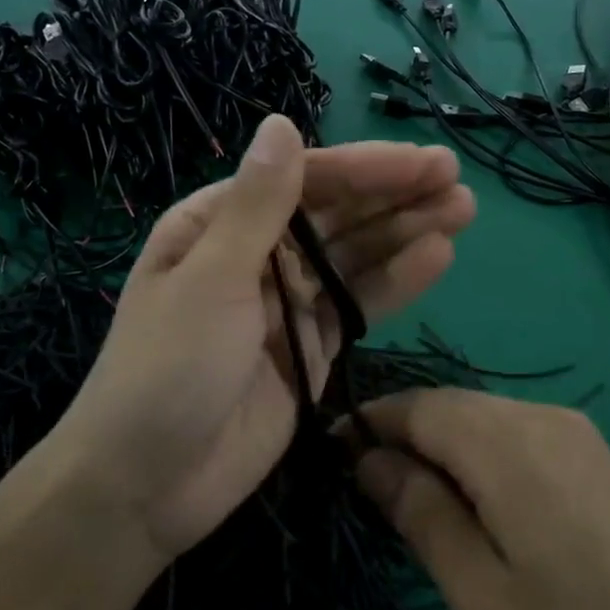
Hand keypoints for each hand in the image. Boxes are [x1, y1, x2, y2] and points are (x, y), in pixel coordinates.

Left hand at [46, 115, 474, 563]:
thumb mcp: (210, 279)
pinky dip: (395, 281)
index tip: (418, 163)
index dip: (362, 169)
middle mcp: (257, 252)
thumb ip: (257, 205)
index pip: (301, 182)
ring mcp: (288, 301)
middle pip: (334, 214)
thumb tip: (281, 122)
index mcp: (219, 223)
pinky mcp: (312, 346)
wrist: (146, 487)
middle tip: (455, 177)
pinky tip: (436, 256)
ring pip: (354, 256)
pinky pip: (358, 304)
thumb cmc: (166, 370)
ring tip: (462, 208)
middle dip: (393, 194)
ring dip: (405, 230)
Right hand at [355, 389, 609, 609]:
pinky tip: (476, 509)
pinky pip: (518, 438)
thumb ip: (420, 513)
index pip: (416, 405)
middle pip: (450, 406)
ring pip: (483, 420)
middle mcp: (543, 416)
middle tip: (367, 495)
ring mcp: (578, 436)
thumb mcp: (482, 598)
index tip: (330, 459)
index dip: (368, 425)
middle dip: (403, 438)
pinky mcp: (599, 464)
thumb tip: (367, 458)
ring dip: (441, 450)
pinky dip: (480, 460)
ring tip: (415, 508)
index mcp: (509, 439)